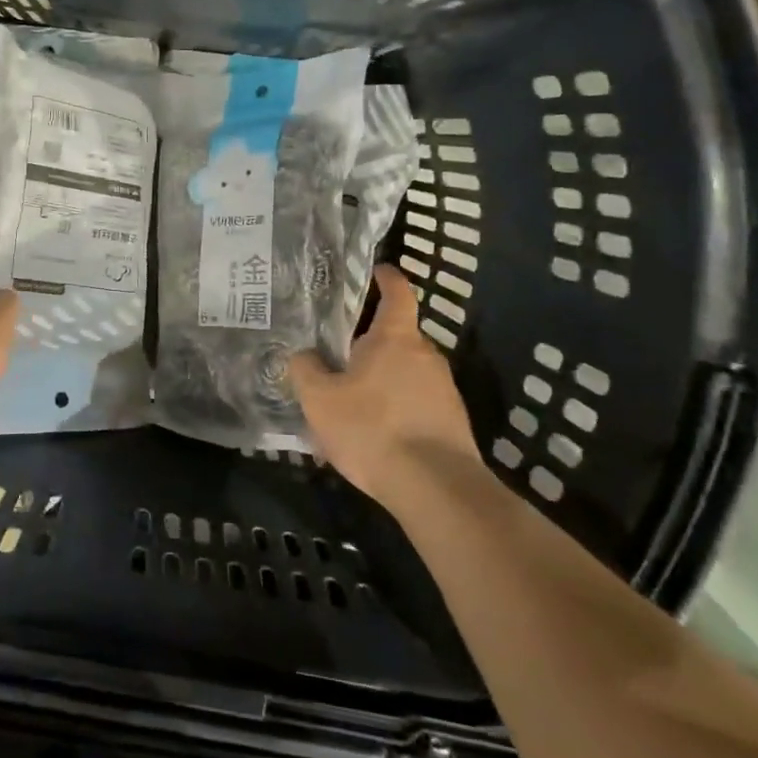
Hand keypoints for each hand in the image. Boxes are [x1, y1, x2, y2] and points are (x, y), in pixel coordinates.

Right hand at [289, 264, 478, 507]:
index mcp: (395, 338)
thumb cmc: (372, 428)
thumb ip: (306, 370)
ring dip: (383, 381)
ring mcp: (445, 388)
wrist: (437, 488)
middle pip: (398, 336)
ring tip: (352, 405)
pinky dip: (397, 409)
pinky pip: (418, 403)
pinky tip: (376, 436)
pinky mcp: (454, 421)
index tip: (377, 270)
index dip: (386, 278)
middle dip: (372, 343)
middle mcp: (426, 354)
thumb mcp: (320, 399)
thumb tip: (304, 355)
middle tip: (340, 357)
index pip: (397, 293)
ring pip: (407, 373)